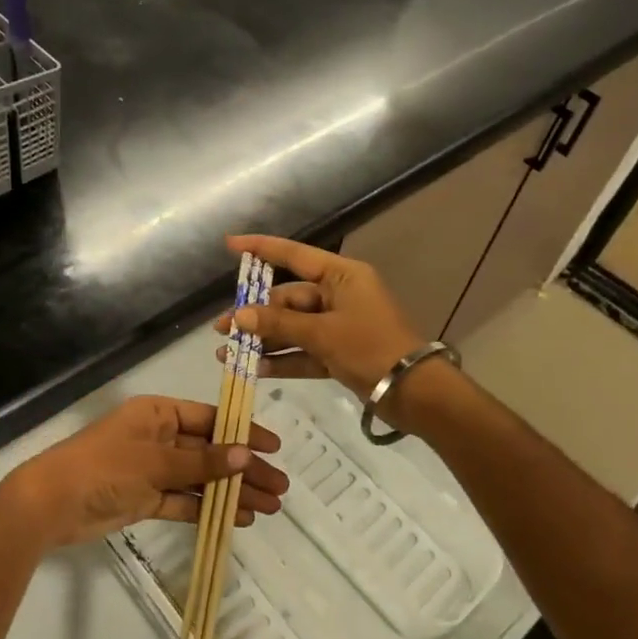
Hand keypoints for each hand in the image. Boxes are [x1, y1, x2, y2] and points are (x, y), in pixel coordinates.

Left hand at [0, 395, 285, 550]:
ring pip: (201, 478)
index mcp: (158, 414)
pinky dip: (208, 508)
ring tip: (269, 508)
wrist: (52, 504)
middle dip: (244, 468)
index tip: (274, 448)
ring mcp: (152, 469)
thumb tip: (246, 454)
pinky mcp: (145, 498)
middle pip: (210, 451)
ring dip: (232, 491)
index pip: (210, 419)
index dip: (242, 433)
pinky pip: (184, 500)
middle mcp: (158, 437)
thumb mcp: (156, 461)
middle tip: (280, 487)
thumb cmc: (104, 467)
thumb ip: (202, 462)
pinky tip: (238, 518)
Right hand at [212, 235, 424, 399]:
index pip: (295, 255)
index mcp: (342, 276)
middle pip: (288, 299)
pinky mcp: (340, 353)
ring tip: (227, 352)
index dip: (261, 248)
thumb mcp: (322, 334)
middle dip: (255, 314)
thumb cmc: (371, 348)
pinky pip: (304, 351)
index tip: (230, 244)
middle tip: (221, 328)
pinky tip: (254, 370)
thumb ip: (279, 324)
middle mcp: (339, 296)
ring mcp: (339, 326)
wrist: (416, 393)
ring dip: (263, 340)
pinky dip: (282, 360)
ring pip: (293, 328)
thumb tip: (239, 316)